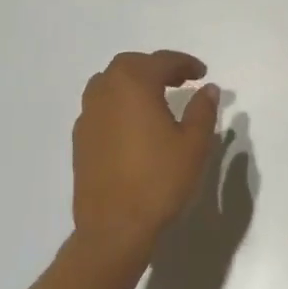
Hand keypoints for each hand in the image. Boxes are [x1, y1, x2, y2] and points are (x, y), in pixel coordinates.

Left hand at [73, 50, 220, 260]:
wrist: (115, 227)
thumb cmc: (160, 180)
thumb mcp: (194, 143)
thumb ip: (202, 110)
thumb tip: (208, 89)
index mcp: (134, 85)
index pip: (161, 61)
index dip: (184, 63)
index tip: (202, 74)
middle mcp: (105, 92)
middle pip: (129, 64)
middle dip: (156, 67)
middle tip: (180, 81)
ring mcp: (88, 116)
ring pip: (109, 83)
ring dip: (133, 82)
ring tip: (156, 98)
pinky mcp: (80, 139)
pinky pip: (100, 106)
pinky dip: (119, 103)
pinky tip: (134, 125)